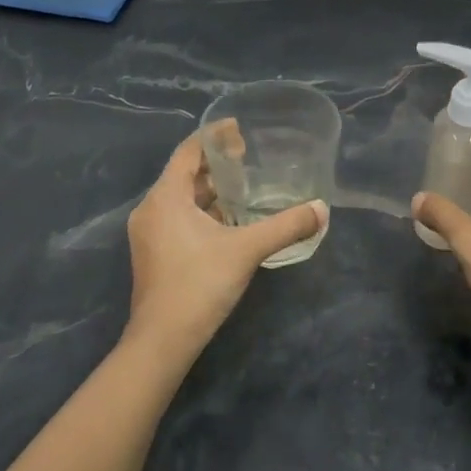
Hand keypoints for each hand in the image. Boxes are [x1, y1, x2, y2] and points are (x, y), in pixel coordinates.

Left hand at [126, 129, 326, 357]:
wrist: (162, 341)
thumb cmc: (199, 284)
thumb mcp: (247, 250)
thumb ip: (285, 226)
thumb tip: (322, 209)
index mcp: (166, 197)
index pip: (188, 151)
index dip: (214, 136)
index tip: (240, 129)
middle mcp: (151, 209)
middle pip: (183, 173)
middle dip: (215, 164)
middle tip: (248, 158)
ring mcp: (148, 233)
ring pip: (180, 198)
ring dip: (209, 190)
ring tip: (243, 187)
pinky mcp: (153, 253)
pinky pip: (177, 218)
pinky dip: (201, 211)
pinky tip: (228, 221)